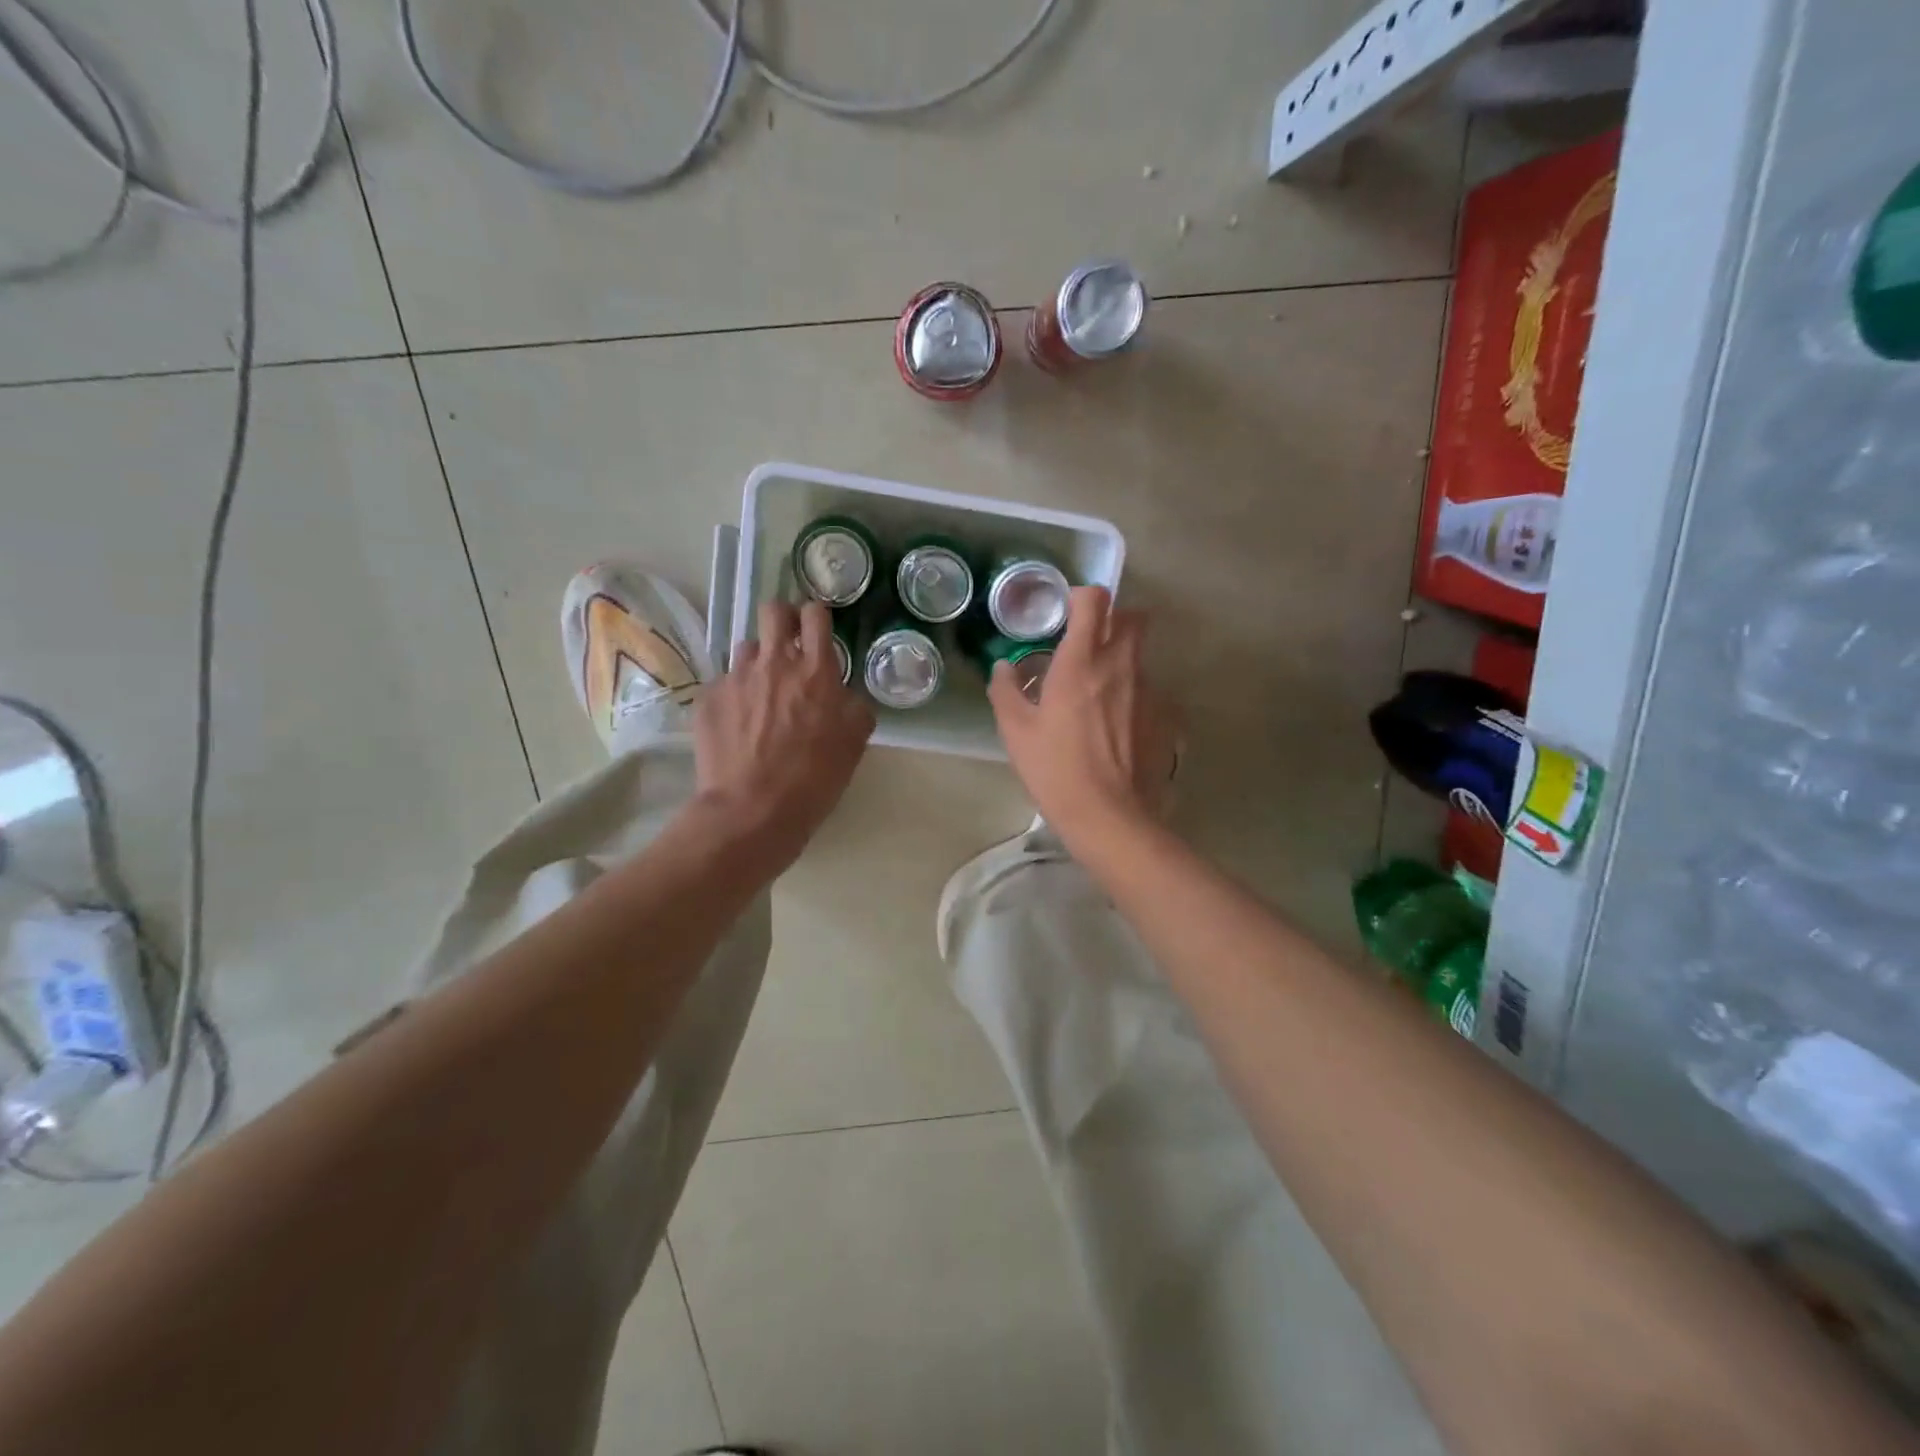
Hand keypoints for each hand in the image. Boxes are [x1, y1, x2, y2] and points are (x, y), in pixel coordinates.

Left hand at [693, 600, 874, 866]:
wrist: (751, 811)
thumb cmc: (813, 780)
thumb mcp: (853, 744)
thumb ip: (853, 708)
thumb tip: (844, 696)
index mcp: (816, 672)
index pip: (815, 615)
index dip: (816, 617)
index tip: (817, 630)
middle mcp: (775, 663)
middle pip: (774, 611)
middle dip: (782, 619)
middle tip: (788, 645)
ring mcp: (736, 678)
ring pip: (747, 648)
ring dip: (759, 662)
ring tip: (761, 693)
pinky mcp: (708, 698)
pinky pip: (724, 683)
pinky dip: (735, 696)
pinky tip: (739, 725)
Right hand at [989, 586, 1177, 848]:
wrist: (1109, 816)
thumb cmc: (1055, 769)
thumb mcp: (1016, 731)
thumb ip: (1006, 690)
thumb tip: (1003, 667)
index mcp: (1082, 661)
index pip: (1095, 600)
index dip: (1082, 596)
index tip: (1067, 612)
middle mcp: (1121, 666)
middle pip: (1133, 617)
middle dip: (1113, 620)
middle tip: (1088, 644)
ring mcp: (1148, 691)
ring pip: (1140, 655)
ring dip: (1121, 660)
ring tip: (1098, 693)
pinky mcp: (1164, 717)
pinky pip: (1149, 691)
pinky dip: (1132, 696)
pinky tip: (1116, 726)